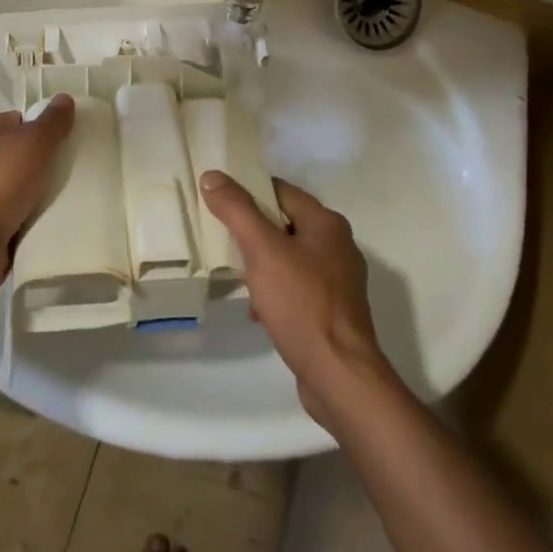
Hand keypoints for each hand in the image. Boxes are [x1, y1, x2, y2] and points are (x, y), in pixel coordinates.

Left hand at [0, 95, 75, 303]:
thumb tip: (64, 98)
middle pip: (28, 153)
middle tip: (84, 165)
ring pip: (29, 185)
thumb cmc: (1, 181)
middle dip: (52, 160)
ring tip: (83, 194)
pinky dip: (42, 216)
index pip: (23, 119)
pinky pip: (27, 214)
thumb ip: (52, 121)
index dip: (46, 124)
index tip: (74, 134)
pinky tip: (65, 218)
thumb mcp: (34, 142)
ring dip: (49, 191)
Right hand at [199, 172, 395, 426]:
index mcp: (326, 223)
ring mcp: (338, 280)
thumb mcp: (262, 251)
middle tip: (221, 239)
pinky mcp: (332, 310)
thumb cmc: (302, 304)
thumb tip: (212, 175)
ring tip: (237, 277)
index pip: (280, 191)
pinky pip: (296, 287)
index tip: (218, 201)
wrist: (340, 376)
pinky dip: (275, 291)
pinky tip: (257, 310)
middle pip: (284, 223)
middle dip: (253, 231)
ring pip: (289, 257)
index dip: (248, 192)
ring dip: (262, 264)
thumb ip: (236, 210)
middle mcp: (337, 245)